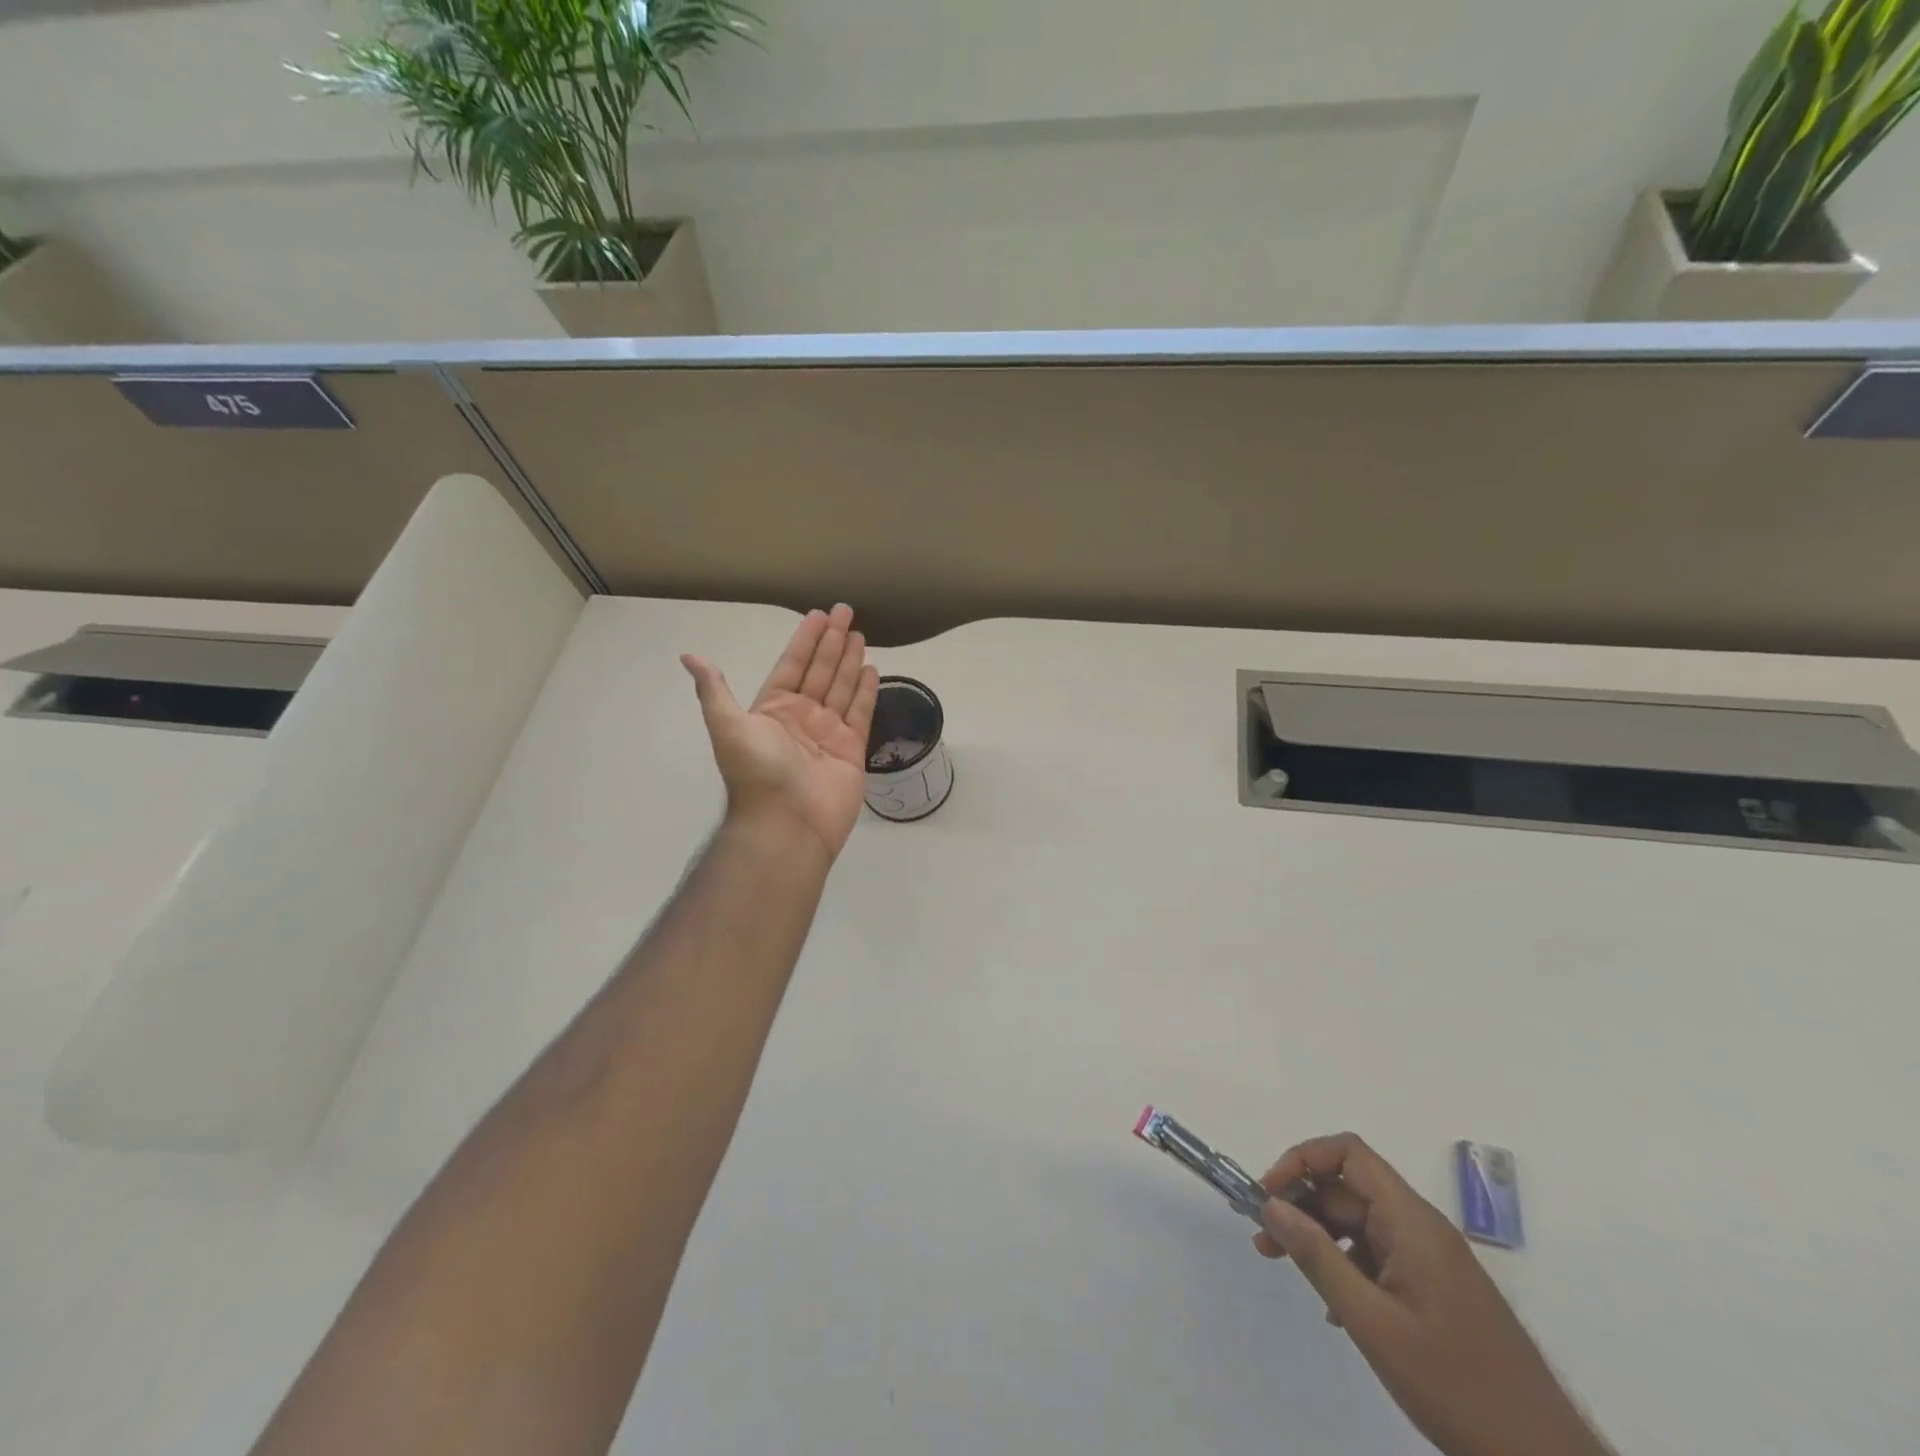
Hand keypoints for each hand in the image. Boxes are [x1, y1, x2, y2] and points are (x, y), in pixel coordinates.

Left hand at [682, 604, 878, 857]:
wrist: (787, 824)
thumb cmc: (757, 772)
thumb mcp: (728, 725)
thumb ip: (714, 690)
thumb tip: (689, 656)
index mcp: (772, 710)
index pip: (792, 665)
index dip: (805, 640)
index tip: (818, 615)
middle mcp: (801, 717)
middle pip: (820, 671)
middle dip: (832, 642)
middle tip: (846, 611)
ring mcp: (828, 733)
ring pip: (841, 688)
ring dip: (850, 661)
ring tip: (860, 634)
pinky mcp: (852, 750)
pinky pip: (860, 713)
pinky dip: (866, 692)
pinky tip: (871, 669)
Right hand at [1254, 1134, 1609, 1455]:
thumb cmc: (1456, 1386)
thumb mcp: (1372, 1322)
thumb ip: (1317, 1257)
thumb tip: (1272, 1205)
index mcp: (1412, 1221)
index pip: (1348, 1154)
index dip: (1302, 1161)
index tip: (1270, 1196)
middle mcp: (1423, 1228)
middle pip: (1349, 1189)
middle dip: (1302, 1205)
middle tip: (1265, 1240)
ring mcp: (1434, 1260)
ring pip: (1362, 1224)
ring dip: (1321, 1237)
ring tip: (1288, 1268)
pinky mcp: (1439, 1290)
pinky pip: (1381, 1256)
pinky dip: (1348, 1266)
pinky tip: (1334, 1308)